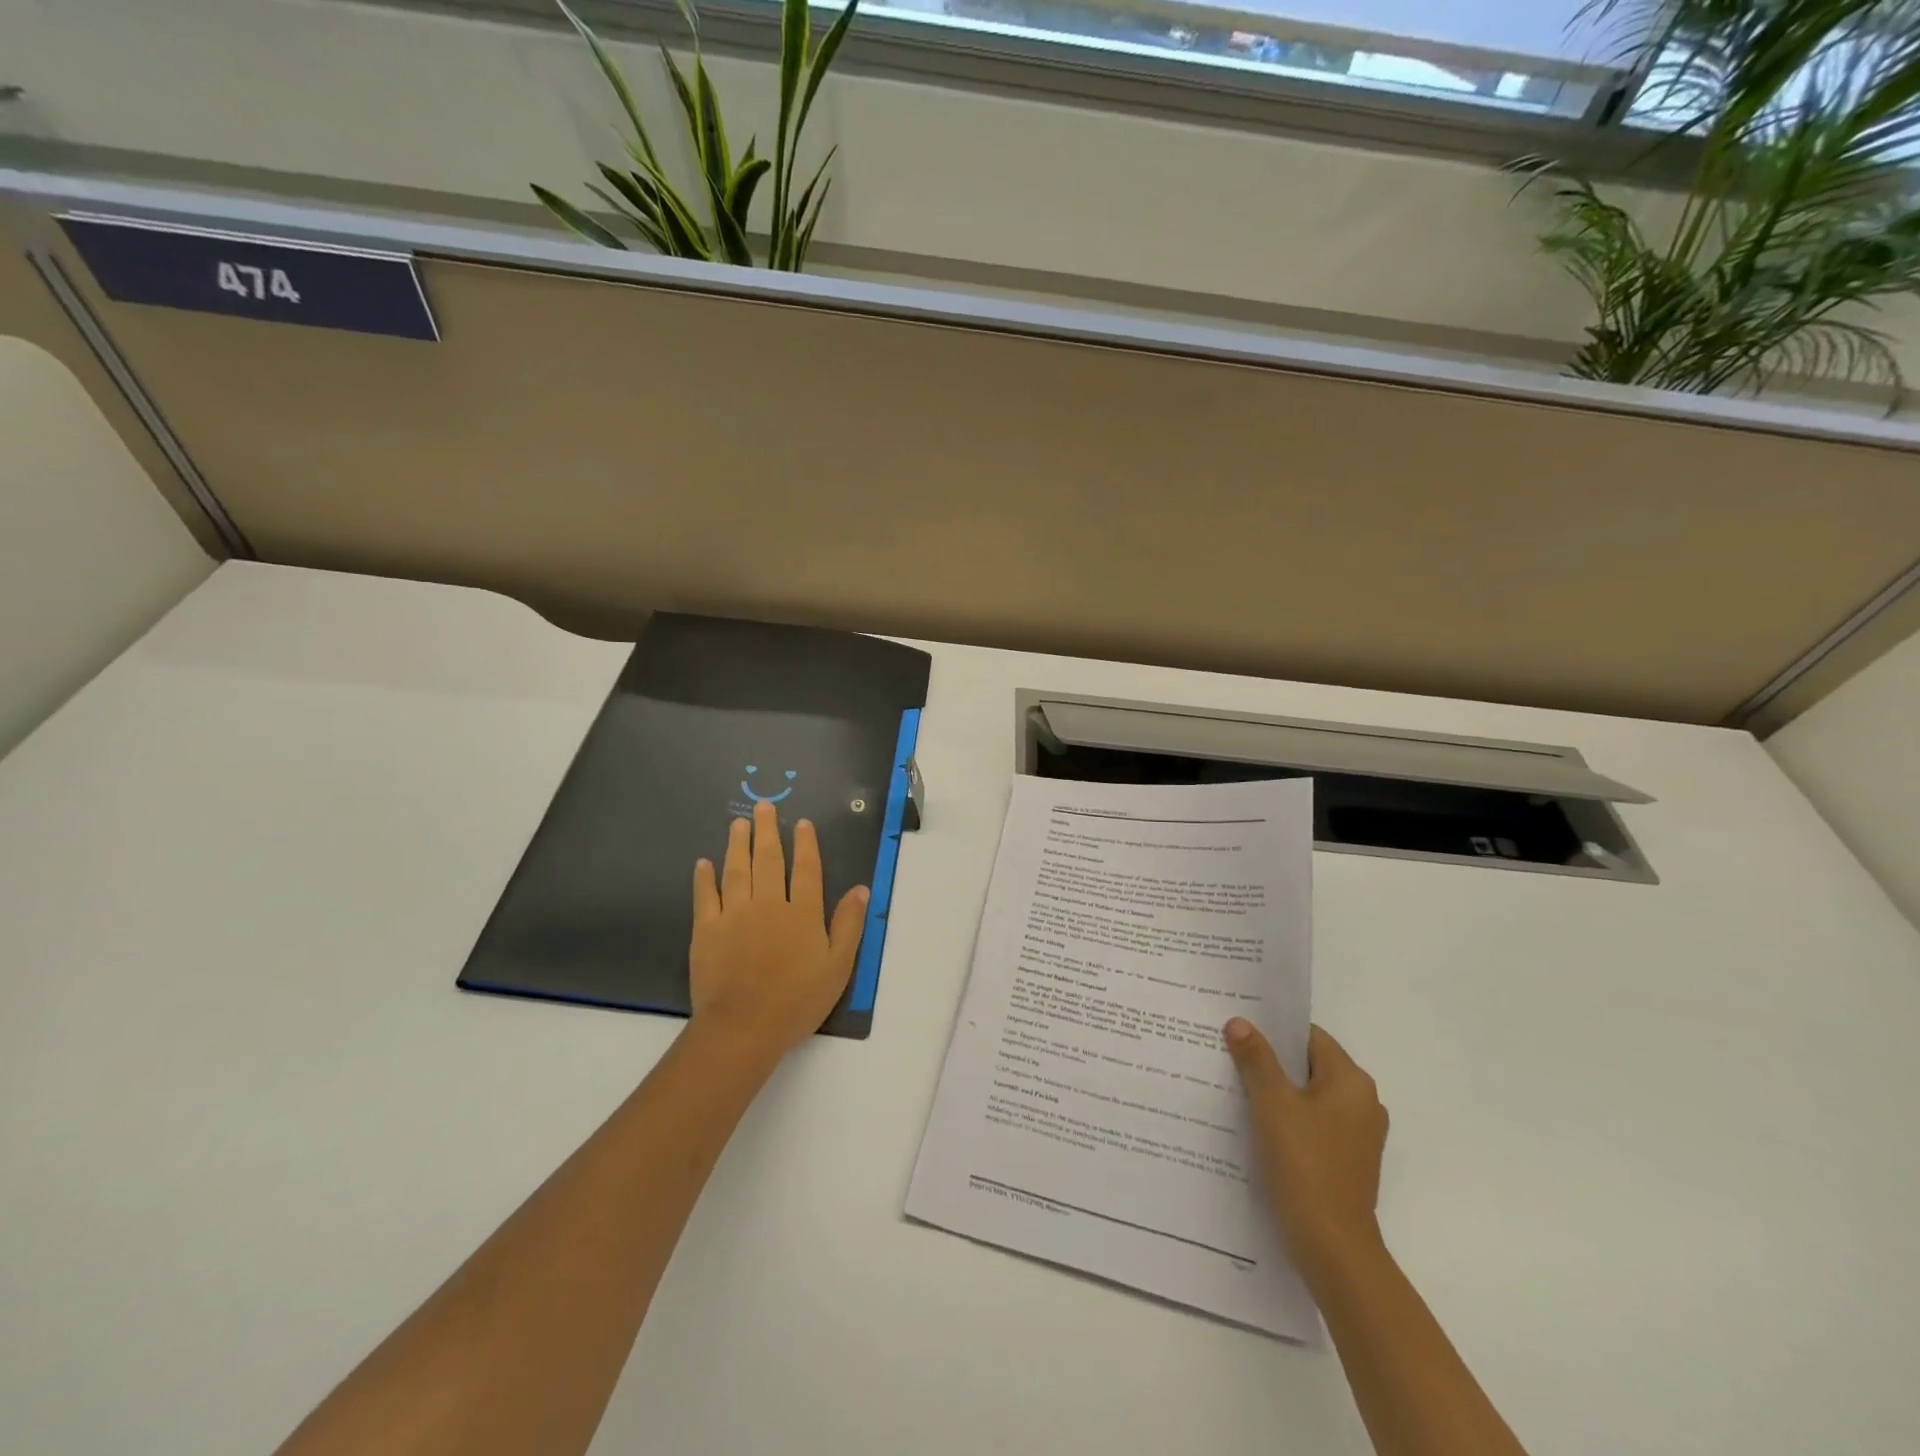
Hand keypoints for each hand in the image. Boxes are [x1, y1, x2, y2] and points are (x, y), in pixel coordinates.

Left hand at [690, 800, 868, 1060]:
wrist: (743, 1027)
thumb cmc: (797, 1000)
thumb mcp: (838, 967)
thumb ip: (849, 925)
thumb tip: (860, 889)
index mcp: (802, 913)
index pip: (807, 869)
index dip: (806, 844)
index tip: (802, 823)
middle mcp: (769, 904)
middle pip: (769, 860)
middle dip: (768, 831)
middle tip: (763, 806)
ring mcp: (734, 914)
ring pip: (737, 870)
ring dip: (738, 844)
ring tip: (739, 824)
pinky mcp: (706, 930)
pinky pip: (705, 896)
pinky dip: (704, 878)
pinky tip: (704, 863)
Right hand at [1224, 1018, 1388, 1276]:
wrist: (1333, 1247)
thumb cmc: (1305, 1164)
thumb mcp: (1273, 1103)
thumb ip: (1256, 1059)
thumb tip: (1240, 1022)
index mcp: (1352, 1081)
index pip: (1308, 1037)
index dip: (1273, 1030)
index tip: (1238, 1028)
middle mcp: (1362, 1102)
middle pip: (1308, 1066)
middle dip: (1269, 1060)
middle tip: (1228, 1054)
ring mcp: (1357, 1135)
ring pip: (1308, 1097)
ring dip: (1275, 1091)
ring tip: (1234, 1087)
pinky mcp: (1346, 1161)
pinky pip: (1312, 1124)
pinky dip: (1286, 1119)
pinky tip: (1254, 1125)